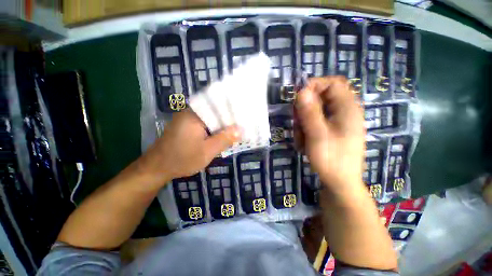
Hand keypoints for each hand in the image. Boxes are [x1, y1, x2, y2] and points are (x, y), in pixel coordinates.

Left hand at [136, 110, 240, 186]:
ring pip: (211, 118)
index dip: (232, 111)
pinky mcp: (188, 126)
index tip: (245, 116)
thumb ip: (224, 139)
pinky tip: (223, 134)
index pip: (218, 106)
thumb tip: (241, 130)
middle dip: (229, 118)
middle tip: (244, 123)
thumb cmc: (181, 159)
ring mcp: (188, 119)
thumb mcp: (207, 151)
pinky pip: (205, 124)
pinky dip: (215, 128)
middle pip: (215, 111)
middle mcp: (191, 113)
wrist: (156, 168)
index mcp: (195, 115)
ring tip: (237, 128)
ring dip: (222, 124)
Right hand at [294, 77, 364, 191]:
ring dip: (304, 122)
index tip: (298, 97)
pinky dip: (307, 129)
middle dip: (305, 109)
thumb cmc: (331, 159)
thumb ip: (309, 112)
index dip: (314, 85)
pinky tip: (305, 142)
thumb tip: (301, 91)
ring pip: (315, 112)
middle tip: (297, 122)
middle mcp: (345, 112)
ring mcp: (338, 122)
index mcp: (347, 109)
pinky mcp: (332, 131)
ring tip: (301, 138)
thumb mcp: (317, 135)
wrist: (340, 183)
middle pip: (321, 98)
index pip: (333, 83)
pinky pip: (316, 122)